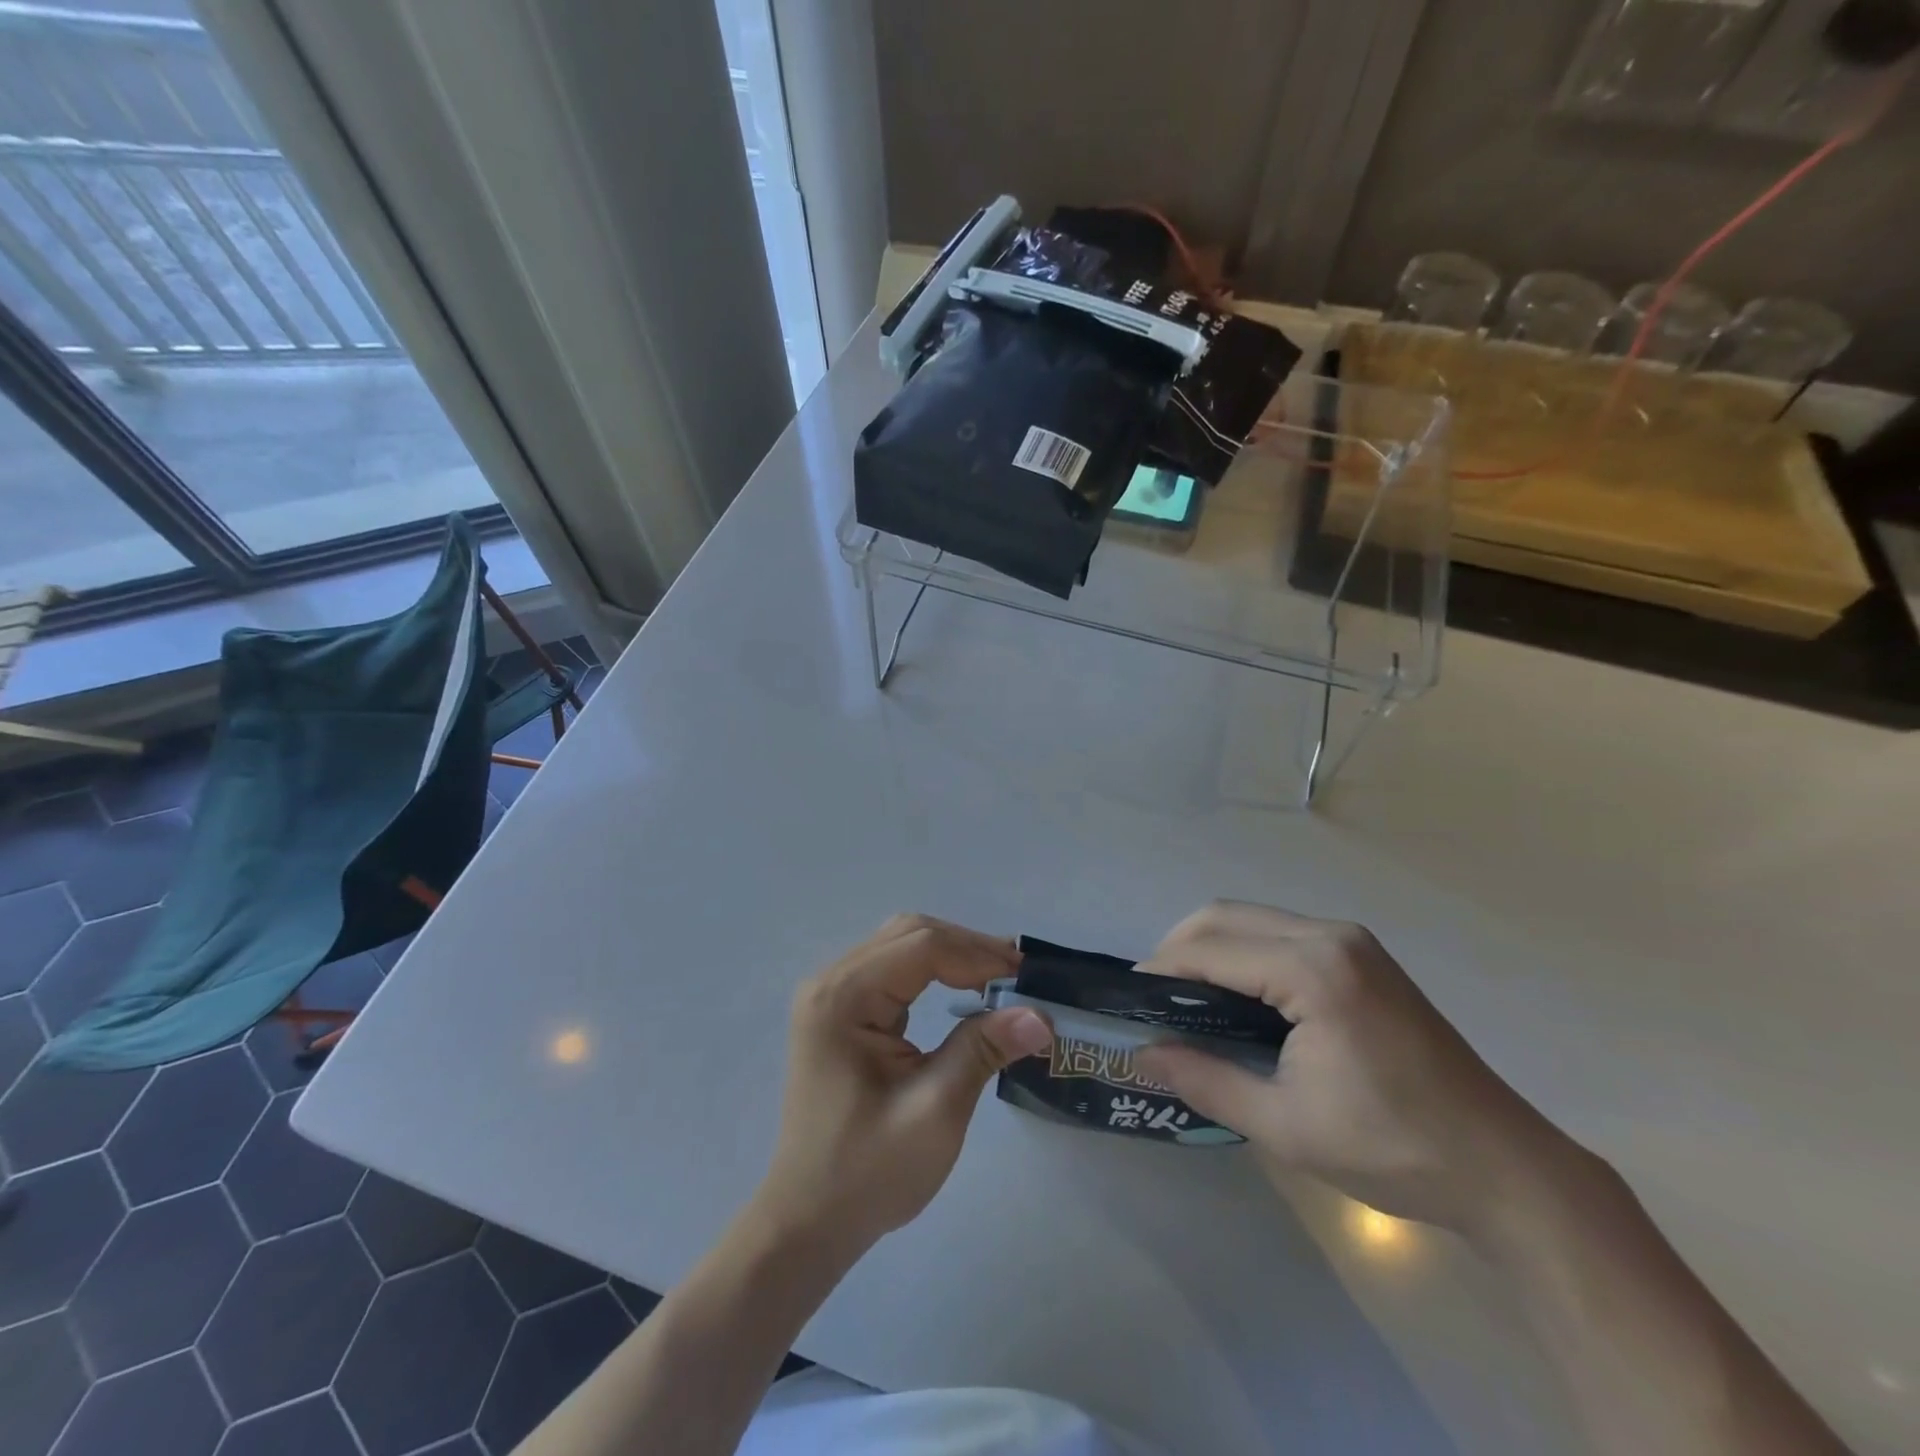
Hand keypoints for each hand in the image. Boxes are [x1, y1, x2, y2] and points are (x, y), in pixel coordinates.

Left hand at [753, 915, 1052, 1258]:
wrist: (808, 1221)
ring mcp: (832, 994)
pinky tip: (963, 988)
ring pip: (902, 945)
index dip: (978, 955)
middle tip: (1019, 975)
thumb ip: (983, 1050)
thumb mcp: (935, 1111)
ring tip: (1001, 978)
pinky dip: (933, 970)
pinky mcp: (840, 1010)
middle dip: (968, 948)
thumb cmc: (868, 1173)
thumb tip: (1040, 1014)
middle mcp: (831, 981)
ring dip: (953, 955)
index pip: (921, 947)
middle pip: (910, 934)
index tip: (1028, 977)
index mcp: (843, 998)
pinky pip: (893, 970)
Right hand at [1135, 901, 1584, 1232]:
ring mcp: (1350, 940)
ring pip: (1252, 919)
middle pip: (1225, 916)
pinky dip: (1244, 951)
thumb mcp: (1286, 1125)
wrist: (1503, 1167)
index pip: (1209, 949)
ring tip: (1187, 998)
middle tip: (1153, 999)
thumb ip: (1206, 1080)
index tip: (1128, 1002)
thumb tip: (1143, 1055)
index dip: (1160, 970)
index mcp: (1313, 970)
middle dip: (1177, 948)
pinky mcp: (1362, 955)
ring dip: (1210, 946)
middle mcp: (1329, 935)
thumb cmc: (1393, 1148)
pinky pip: (1280, 932)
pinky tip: (1239, 995)